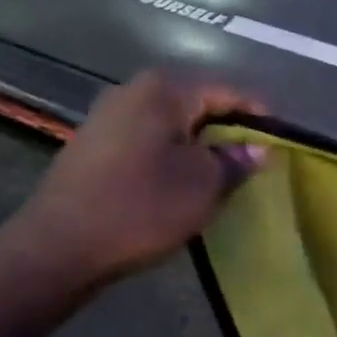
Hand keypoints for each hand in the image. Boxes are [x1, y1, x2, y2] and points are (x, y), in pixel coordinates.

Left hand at [9, 73, 267, 291]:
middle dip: (228, 130)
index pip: (227, 91)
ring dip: (198, 145)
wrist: (56, 247)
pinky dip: (170, 154)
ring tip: (221, 173)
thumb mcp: (203, 185)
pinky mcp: (92, 144)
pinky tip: (178, 181)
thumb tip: (256, 148)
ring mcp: (107, 116)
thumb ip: (236, 160)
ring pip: (170, 123)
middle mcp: (133, 90)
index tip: (279, 141)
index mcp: (164, 89)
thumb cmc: (141, 207)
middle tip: (253, 160)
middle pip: (197, 104)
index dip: (258, 115)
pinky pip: (146, 139)